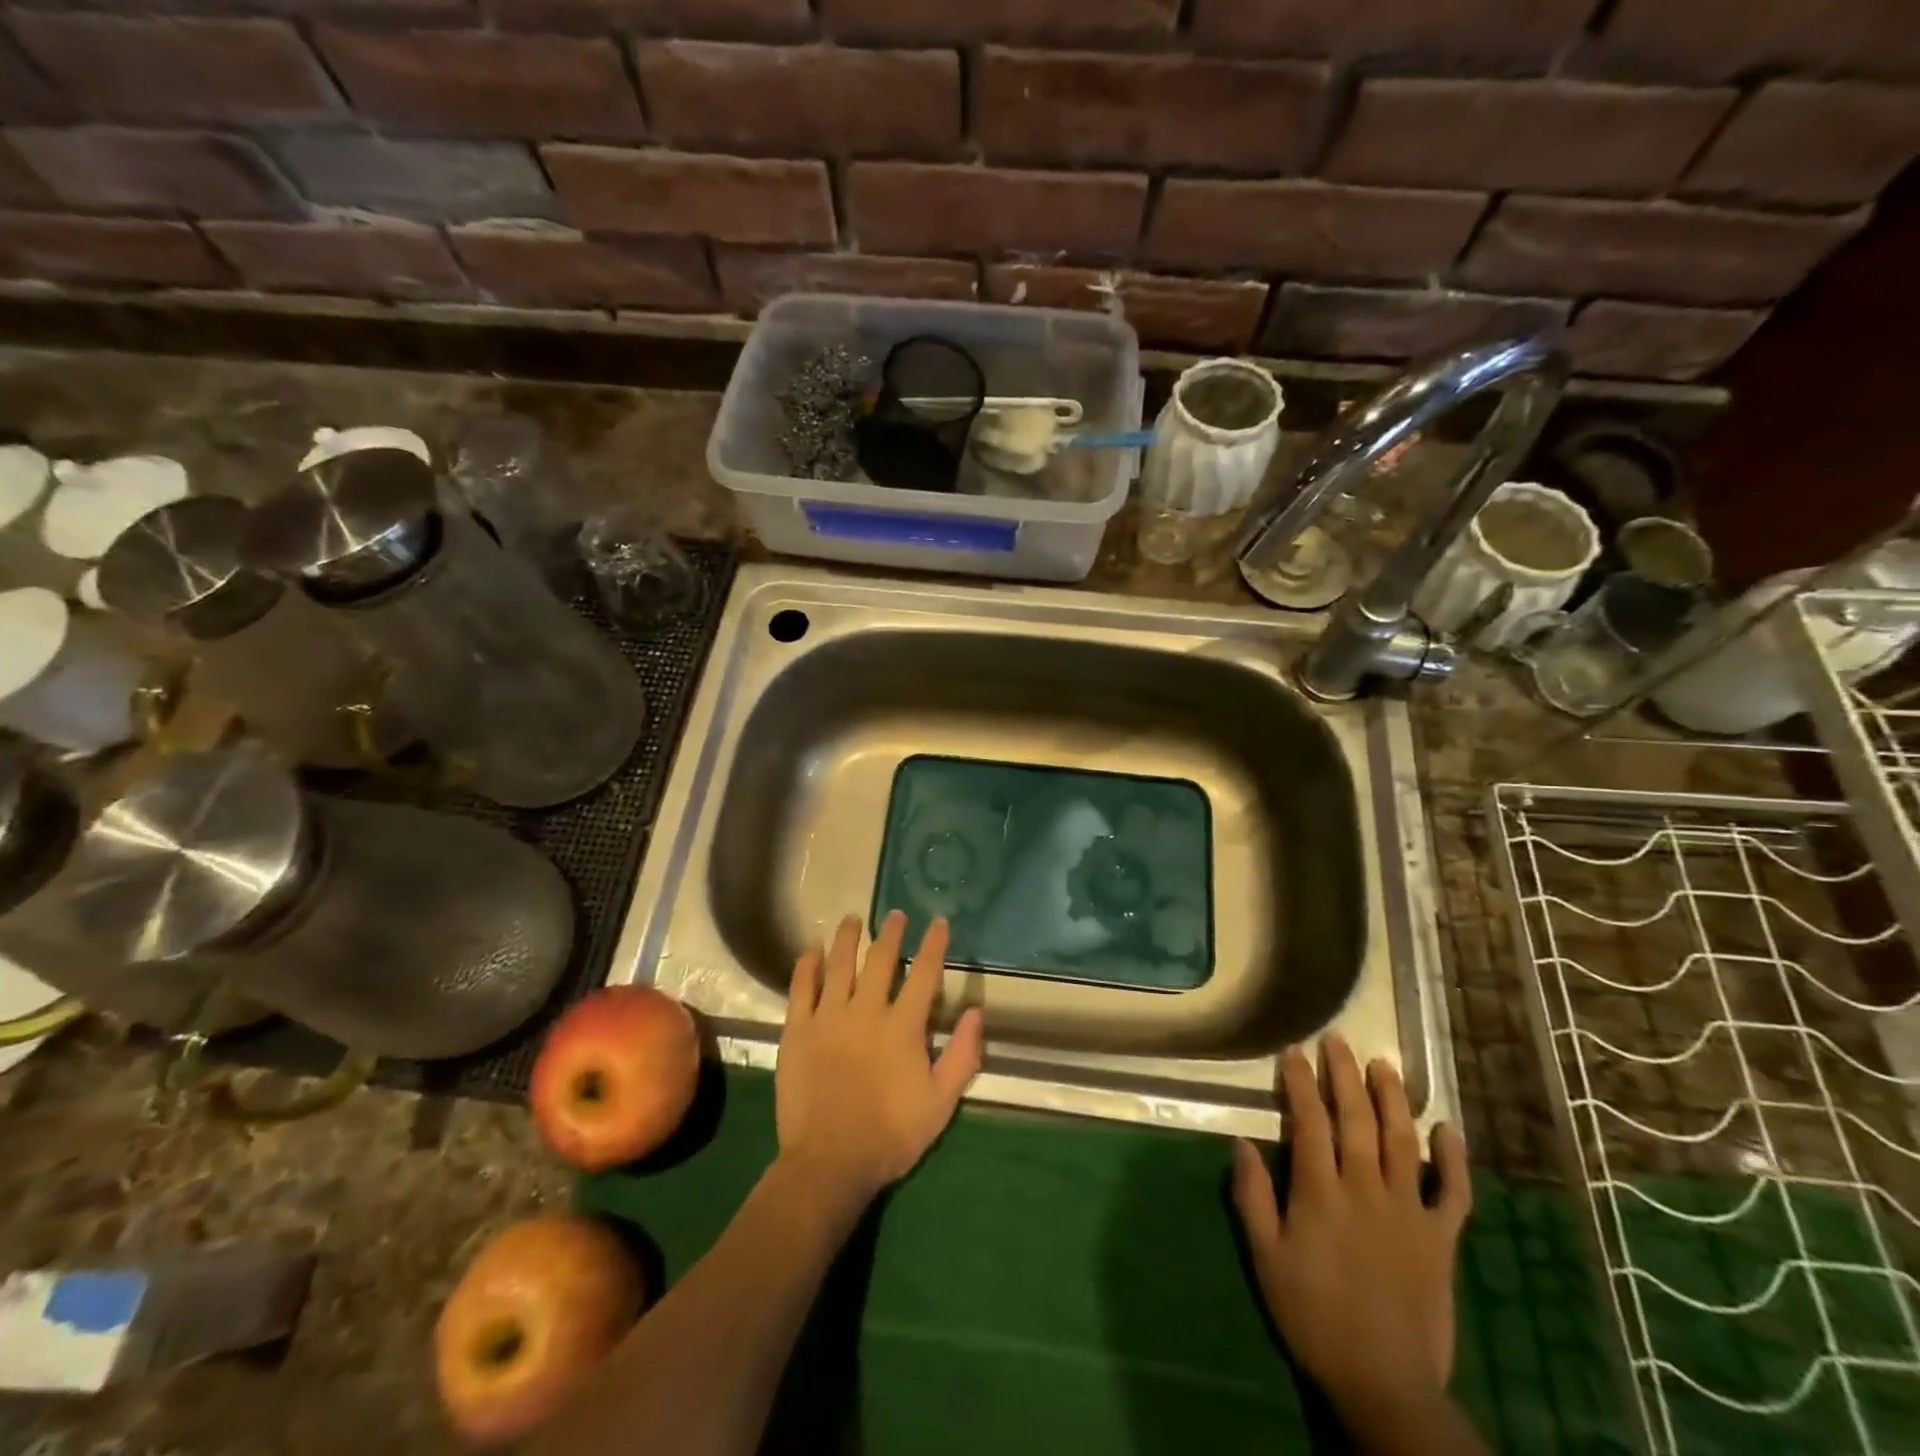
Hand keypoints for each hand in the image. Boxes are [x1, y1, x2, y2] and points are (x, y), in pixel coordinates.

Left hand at [775, 911, 984, 1206]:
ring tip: (852, 918)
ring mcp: (828, 1018)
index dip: (933, 944)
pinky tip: (812, 949)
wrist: (830, 1162)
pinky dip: (807, 964)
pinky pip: (801, 987)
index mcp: (903, 1026)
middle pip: (880, 960)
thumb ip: (963, 1055)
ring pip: (839, 964)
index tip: (937, 921)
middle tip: (894, 914)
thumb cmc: (890, 1135)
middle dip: (890, 933)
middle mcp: (866, 1011)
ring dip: (847, 938)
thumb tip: (975, 1011)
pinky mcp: (798, 1030)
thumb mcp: (941, 1103)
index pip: (924, 973)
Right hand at [1231, 1033, 1471, 1410]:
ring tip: (1383, 1065)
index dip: (1301, 1083)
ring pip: (1403, 1142)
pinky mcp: (1441, 1238)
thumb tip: (1241, 1142)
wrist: (1384, 1381)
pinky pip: (1453, 1193)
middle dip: (1345, 1076)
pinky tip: (1448, 1128)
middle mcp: (1366, 1189)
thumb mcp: (1266, 1258)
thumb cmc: (1313, 1315)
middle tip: (1338, 1041)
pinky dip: (1454, 1160)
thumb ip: (1252, 1197)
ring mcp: (1409, 1212)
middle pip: (1357, 1120)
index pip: (1310, 1122)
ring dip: (1392, 1099)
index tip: (1294, 1052)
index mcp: (1321, 1193)